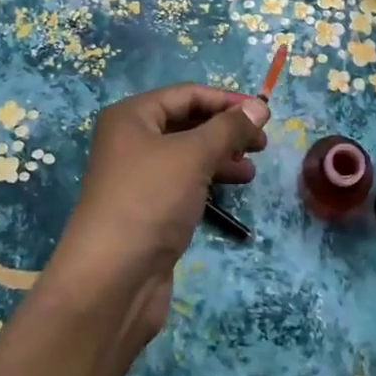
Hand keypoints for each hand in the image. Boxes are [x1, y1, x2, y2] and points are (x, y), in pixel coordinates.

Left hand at [46, 84, 268, 342]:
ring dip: (221, 156)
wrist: (111, 280)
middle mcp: (131, 140)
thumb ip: (229, 128)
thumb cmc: (150, 200)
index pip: (186, 94)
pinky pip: (184, 181)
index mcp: (132, 116)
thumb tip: (260, 106)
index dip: (226, 100)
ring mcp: (138, 177)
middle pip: (187, 122)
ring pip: (188, 154)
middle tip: (262, 144)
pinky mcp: (147, 209)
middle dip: (225, 129)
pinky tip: (233, 188)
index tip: (264, 114)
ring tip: (251, 169)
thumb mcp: (194, 155)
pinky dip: (209, 179)